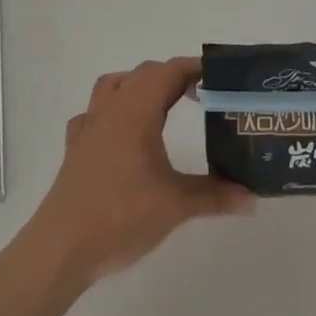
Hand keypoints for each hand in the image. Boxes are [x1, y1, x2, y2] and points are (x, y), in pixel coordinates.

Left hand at [24, 57, 253, 288]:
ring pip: (115, 85)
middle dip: (173, 76)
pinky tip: (122, 133)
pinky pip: (94, 113)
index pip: (169, 72)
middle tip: (201, 94)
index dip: (195, 68)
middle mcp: (111, 109)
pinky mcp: (76, 147)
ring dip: (140, 85)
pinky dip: (112, 111)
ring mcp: (89, 126)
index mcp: (136, 111)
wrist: (62, 248)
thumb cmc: (121, 216)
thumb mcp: (176, 205)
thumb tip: (254, 198)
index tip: (220, 76)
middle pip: (144, 74)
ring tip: (162, 104)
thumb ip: (216, 196)